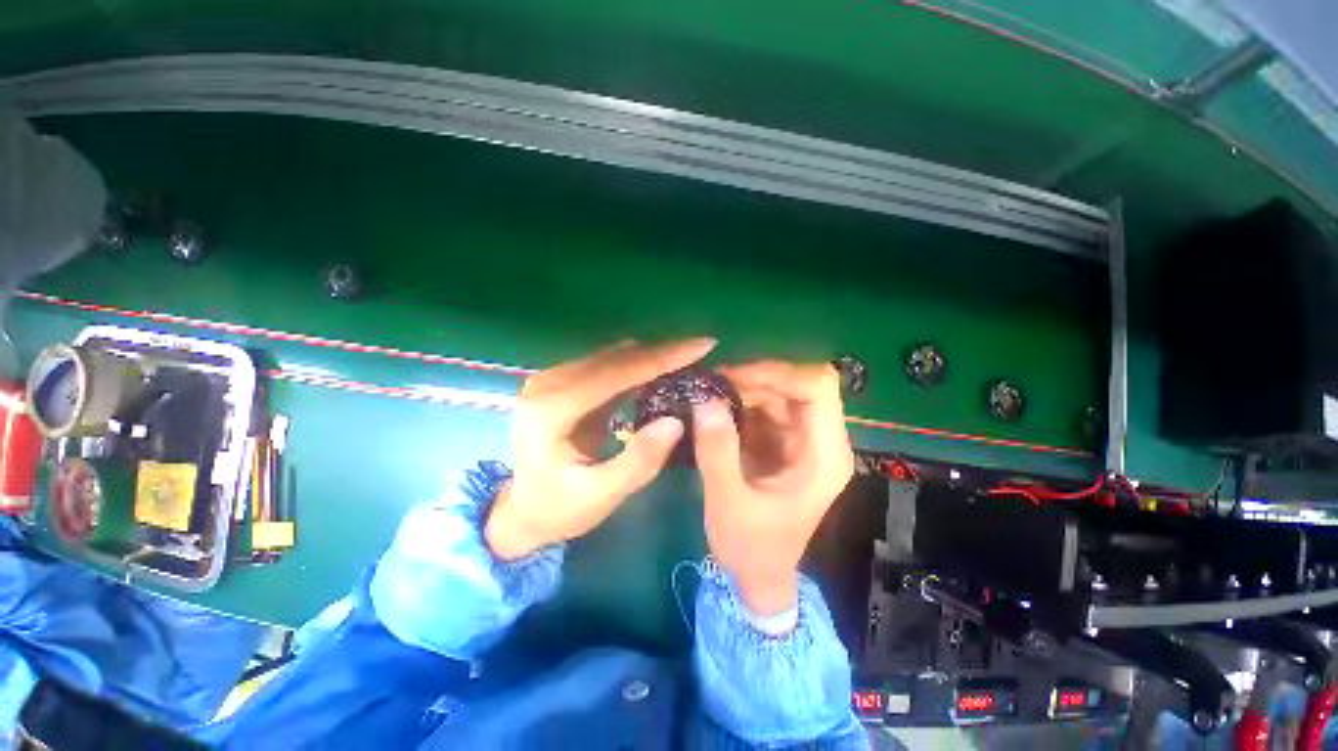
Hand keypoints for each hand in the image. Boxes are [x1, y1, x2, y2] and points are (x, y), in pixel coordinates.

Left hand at [485, 338, 716, 559]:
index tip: (703, 345)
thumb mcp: (601, 496)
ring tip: (689, 359)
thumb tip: (675, 421)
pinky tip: (661, 372)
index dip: (663, 357)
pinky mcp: (563, 383)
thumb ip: (639, 461)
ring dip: (652, 357)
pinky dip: (637, 367)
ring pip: (614, 358)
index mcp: (552, 408)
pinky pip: (608, 367)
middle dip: (663, 352)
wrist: (522, 511)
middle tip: (703, 349)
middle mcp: (549, 383)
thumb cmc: (559, 509)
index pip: (616, 372)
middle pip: (616, 358)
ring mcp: (553, 380)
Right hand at [693, 361, 853, 616]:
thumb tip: (705, 401)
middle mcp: (820, 440)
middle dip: (754, 379)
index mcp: (824, 455)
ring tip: (707, 397)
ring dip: (743, 389)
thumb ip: (717, 453)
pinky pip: (764, 407)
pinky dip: (739, 403)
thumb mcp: (729, 504)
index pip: (817, 388)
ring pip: (778, 392)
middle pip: (797, 384)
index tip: (733, 378)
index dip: (778, 373)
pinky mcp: (782, 442)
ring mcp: (801, 439)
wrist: (759, 576)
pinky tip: (713, 410)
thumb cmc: (752, 548)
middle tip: (711, 386)